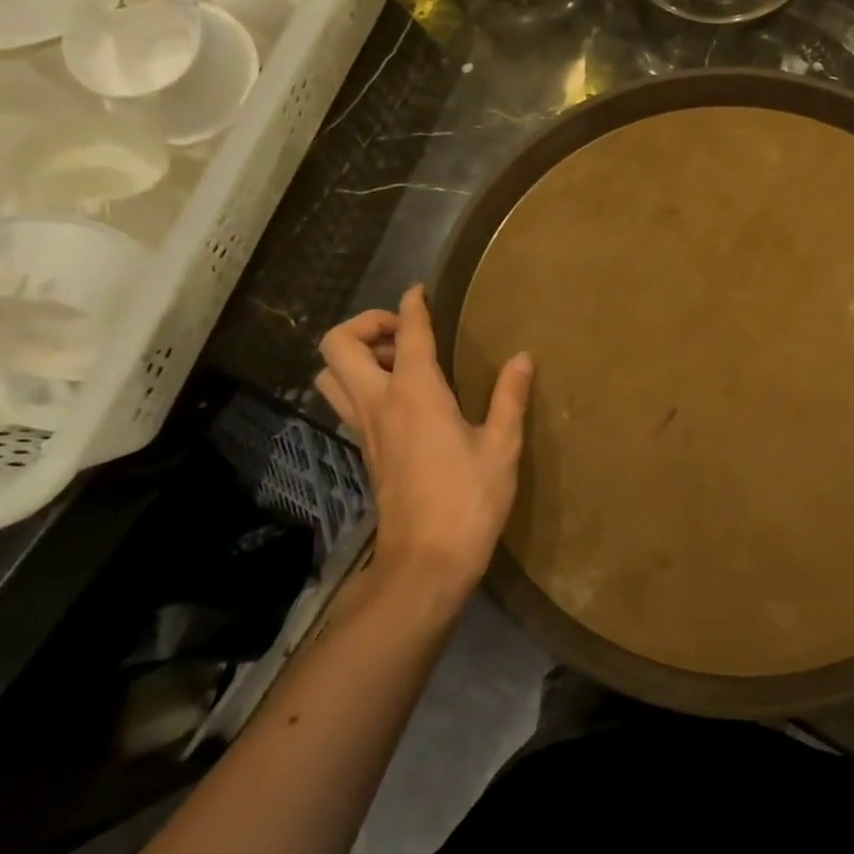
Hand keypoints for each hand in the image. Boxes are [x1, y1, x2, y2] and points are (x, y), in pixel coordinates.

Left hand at [316, 286, 533, 598]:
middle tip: (406, 334)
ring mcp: (365, 429)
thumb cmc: (469, 501)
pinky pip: (345, 401)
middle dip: (367, 324)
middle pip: (340, 344)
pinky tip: (403, 399)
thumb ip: (509, 397)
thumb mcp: (502, 447)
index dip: (413, 304)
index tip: (420, 290)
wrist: (425, 563)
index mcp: (416, 394)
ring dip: (356, 355)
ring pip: (331, 374)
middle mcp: (380, 403)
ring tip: (400, 363)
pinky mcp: (365, 451)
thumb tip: (522, 358)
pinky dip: (362, 383)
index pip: (409, 333)